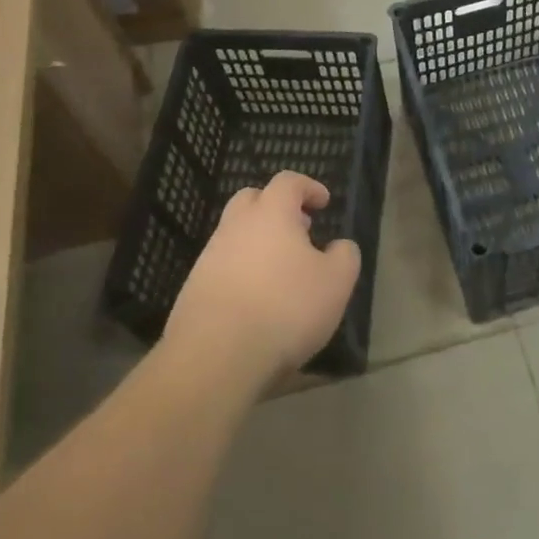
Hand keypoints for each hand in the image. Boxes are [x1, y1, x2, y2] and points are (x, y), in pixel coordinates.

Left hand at [163, 172, 361, 389]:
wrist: (215, 356)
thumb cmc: (285, 308)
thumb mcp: (336, 283)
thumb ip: (345, 256)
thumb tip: (339, 246)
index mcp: (271, 214)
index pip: (288, 182)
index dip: (308, 187)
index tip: (323, 202)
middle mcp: (236, 226)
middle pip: (252, 200)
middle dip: (276, 207)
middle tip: (299, 229)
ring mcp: (210, 256)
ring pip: (235, 234)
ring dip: (258, 242)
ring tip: (281, 270)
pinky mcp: (194, 288)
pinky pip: (223, 266)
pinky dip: (242, 271)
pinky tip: (257, 299)